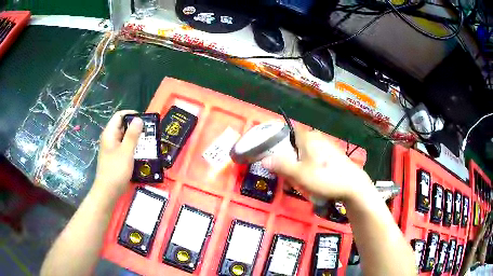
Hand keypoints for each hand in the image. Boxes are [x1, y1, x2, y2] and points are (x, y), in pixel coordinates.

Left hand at [93, 110, 142, 198]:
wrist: (108, 191)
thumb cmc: (116, 170)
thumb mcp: (126, 151)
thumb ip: (132, 134)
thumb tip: (139, 119)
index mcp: (109, 133)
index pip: (119, 116)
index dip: (131, 114)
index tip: (144, 119)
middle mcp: (109, 139)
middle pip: (122, 126)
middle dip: (135, 127)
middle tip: (149, 132)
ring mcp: (111, 149)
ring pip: (124, 138)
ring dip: (135, 139)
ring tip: (148, 143)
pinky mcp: (115, 158)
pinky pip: (124, 148)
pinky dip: (132, 148)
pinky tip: (141, 153)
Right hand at [261, 127, 372, 201]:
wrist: (353, 186)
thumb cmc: (325, 177)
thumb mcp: (299, 174)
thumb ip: (281, 165)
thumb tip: (264, 159)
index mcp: (308, 137)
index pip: (289, 130)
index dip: (279, 140)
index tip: (274, 154)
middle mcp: (317, 137)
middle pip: (297, 143)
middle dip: (290, 157)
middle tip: (287, 173)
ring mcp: (328, 146)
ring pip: (307, 152)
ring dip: (300, 163)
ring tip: (300, 179)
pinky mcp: (334, 155)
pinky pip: (317, 157)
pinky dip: (311, 165)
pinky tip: (314, 178)